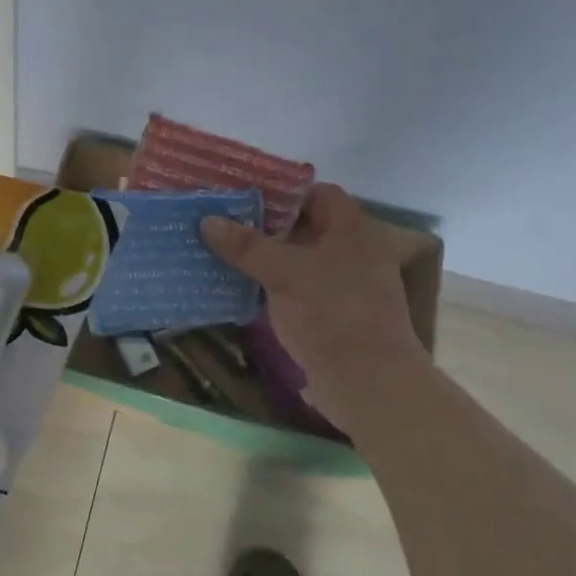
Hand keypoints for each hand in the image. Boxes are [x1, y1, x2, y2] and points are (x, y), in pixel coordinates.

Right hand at [201, 184, 425, 428]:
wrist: (368, 384)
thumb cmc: (333, 315)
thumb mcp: (285, 274)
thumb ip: (246, 246)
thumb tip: (207, 220)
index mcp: (351, 232)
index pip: (318, 194)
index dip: (282, 191)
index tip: (242, 194)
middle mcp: (350, 254)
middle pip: (303, 228)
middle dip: (263, 225)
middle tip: (220, 220)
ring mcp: (341, 287)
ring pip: (295, 261)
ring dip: (262, 258)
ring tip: (218, 251)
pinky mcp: (329, 317)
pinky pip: (293, 290)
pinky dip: (268, 286)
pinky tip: (236, 288)